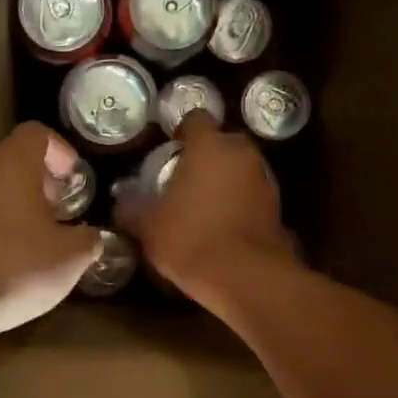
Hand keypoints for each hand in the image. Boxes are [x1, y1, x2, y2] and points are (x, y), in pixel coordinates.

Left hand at [0, 122, 101, 344]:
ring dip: (18, 205)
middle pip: (14, 160)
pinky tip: (8, 259)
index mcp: (12, 163)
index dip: (61, 151)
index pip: (37, 134)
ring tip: (37, 240)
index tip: (74, 181)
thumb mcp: (69, 258)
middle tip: (61, 212)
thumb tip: (88, 236)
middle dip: (41, 182)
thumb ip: (87, 240)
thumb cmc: (14, 267)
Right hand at [118, 111, 298, 305]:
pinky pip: (250, 194)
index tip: (169, 149)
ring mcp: (264, 179)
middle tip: (184, 177)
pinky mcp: (276, 207)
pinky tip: (221, 225)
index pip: (196, 119)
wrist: (246, 278)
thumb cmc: (190, 239)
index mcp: (209, 146)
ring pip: (239, 168)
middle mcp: (241, 154)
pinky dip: (238, 202)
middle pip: (222, 142)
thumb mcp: (148, 226)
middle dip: (205, 155)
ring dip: (224, 179)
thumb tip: (120, 200)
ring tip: (201, 204)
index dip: (181, 131)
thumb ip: (132, 208)